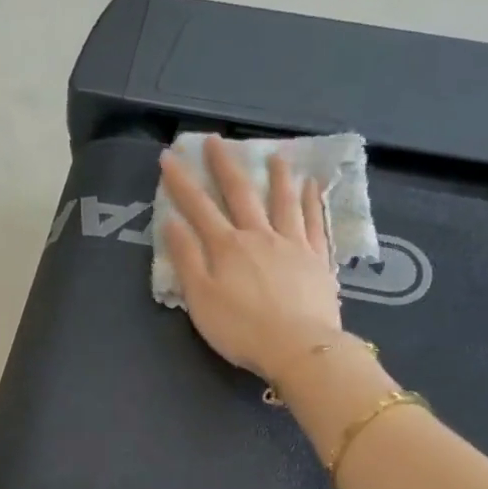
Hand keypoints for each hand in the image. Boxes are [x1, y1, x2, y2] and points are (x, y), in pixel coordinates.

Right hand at [160, 137, 343, 383]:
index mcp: (227, 247)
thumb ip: (187, 259)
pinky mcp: (317, 259)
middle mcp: (259, 236)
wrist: (298, 347)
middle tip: (216, 140)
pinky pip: (315, 222)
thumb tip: (172, 222)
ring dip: (277, 176)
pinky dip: (312, 201)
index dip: (181, 182)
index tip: (169, 157)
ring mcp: (293, 244)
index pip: (198, 207)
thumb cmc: (242, 330)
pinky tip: (312, 186)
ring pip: (283, 201)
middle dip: (225, 166)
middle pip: (241, 194)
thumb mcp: (201, 299)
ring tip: (276, 155)